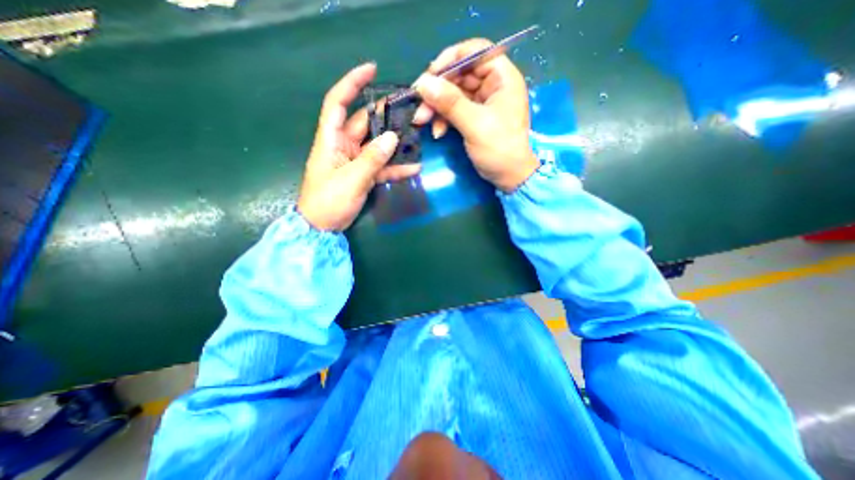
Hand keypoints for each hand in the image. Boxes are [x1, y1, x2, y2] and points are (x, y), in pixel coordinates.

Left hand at [298, 62, 422, 230]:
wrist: (323, 227)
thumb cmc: (328, 201)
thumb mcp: (351, 179)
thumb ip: (372, 159)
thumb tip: (392, 137)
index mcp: (331, 139)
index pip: (338, 102)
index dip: (351, 83)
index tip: (372, 70)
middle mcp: (343, 145)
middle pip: (364, 123)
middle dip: (385, 116)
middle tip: (409, 111)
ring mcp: (355, 161)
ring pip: (377, 145)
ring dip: (394, 143)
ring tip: (417, 138)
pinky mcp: (364, 175)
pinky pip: (382, 167)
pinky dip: (396, 168)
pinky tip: (413, 168)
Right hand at [413, 37, 536, 193]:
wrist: (509, 177)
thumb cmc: (499, 149)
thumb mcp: (475, 124)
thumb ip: (450, 103)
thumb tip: (423, 83)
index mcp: (502, 77)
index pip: (475, 52)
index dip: (451, 59)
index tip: (430, 75)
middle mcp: (492, 85)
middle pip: (460, 74)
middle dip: (438, 90)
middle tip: (419, 104)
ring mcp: (482, 102)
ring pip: (453, 94)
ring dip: (436, 107)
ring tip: (422, 121)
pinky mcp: (474, 117)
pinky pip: (454, 110)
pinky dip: (443, 119)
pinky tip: (437, 132)